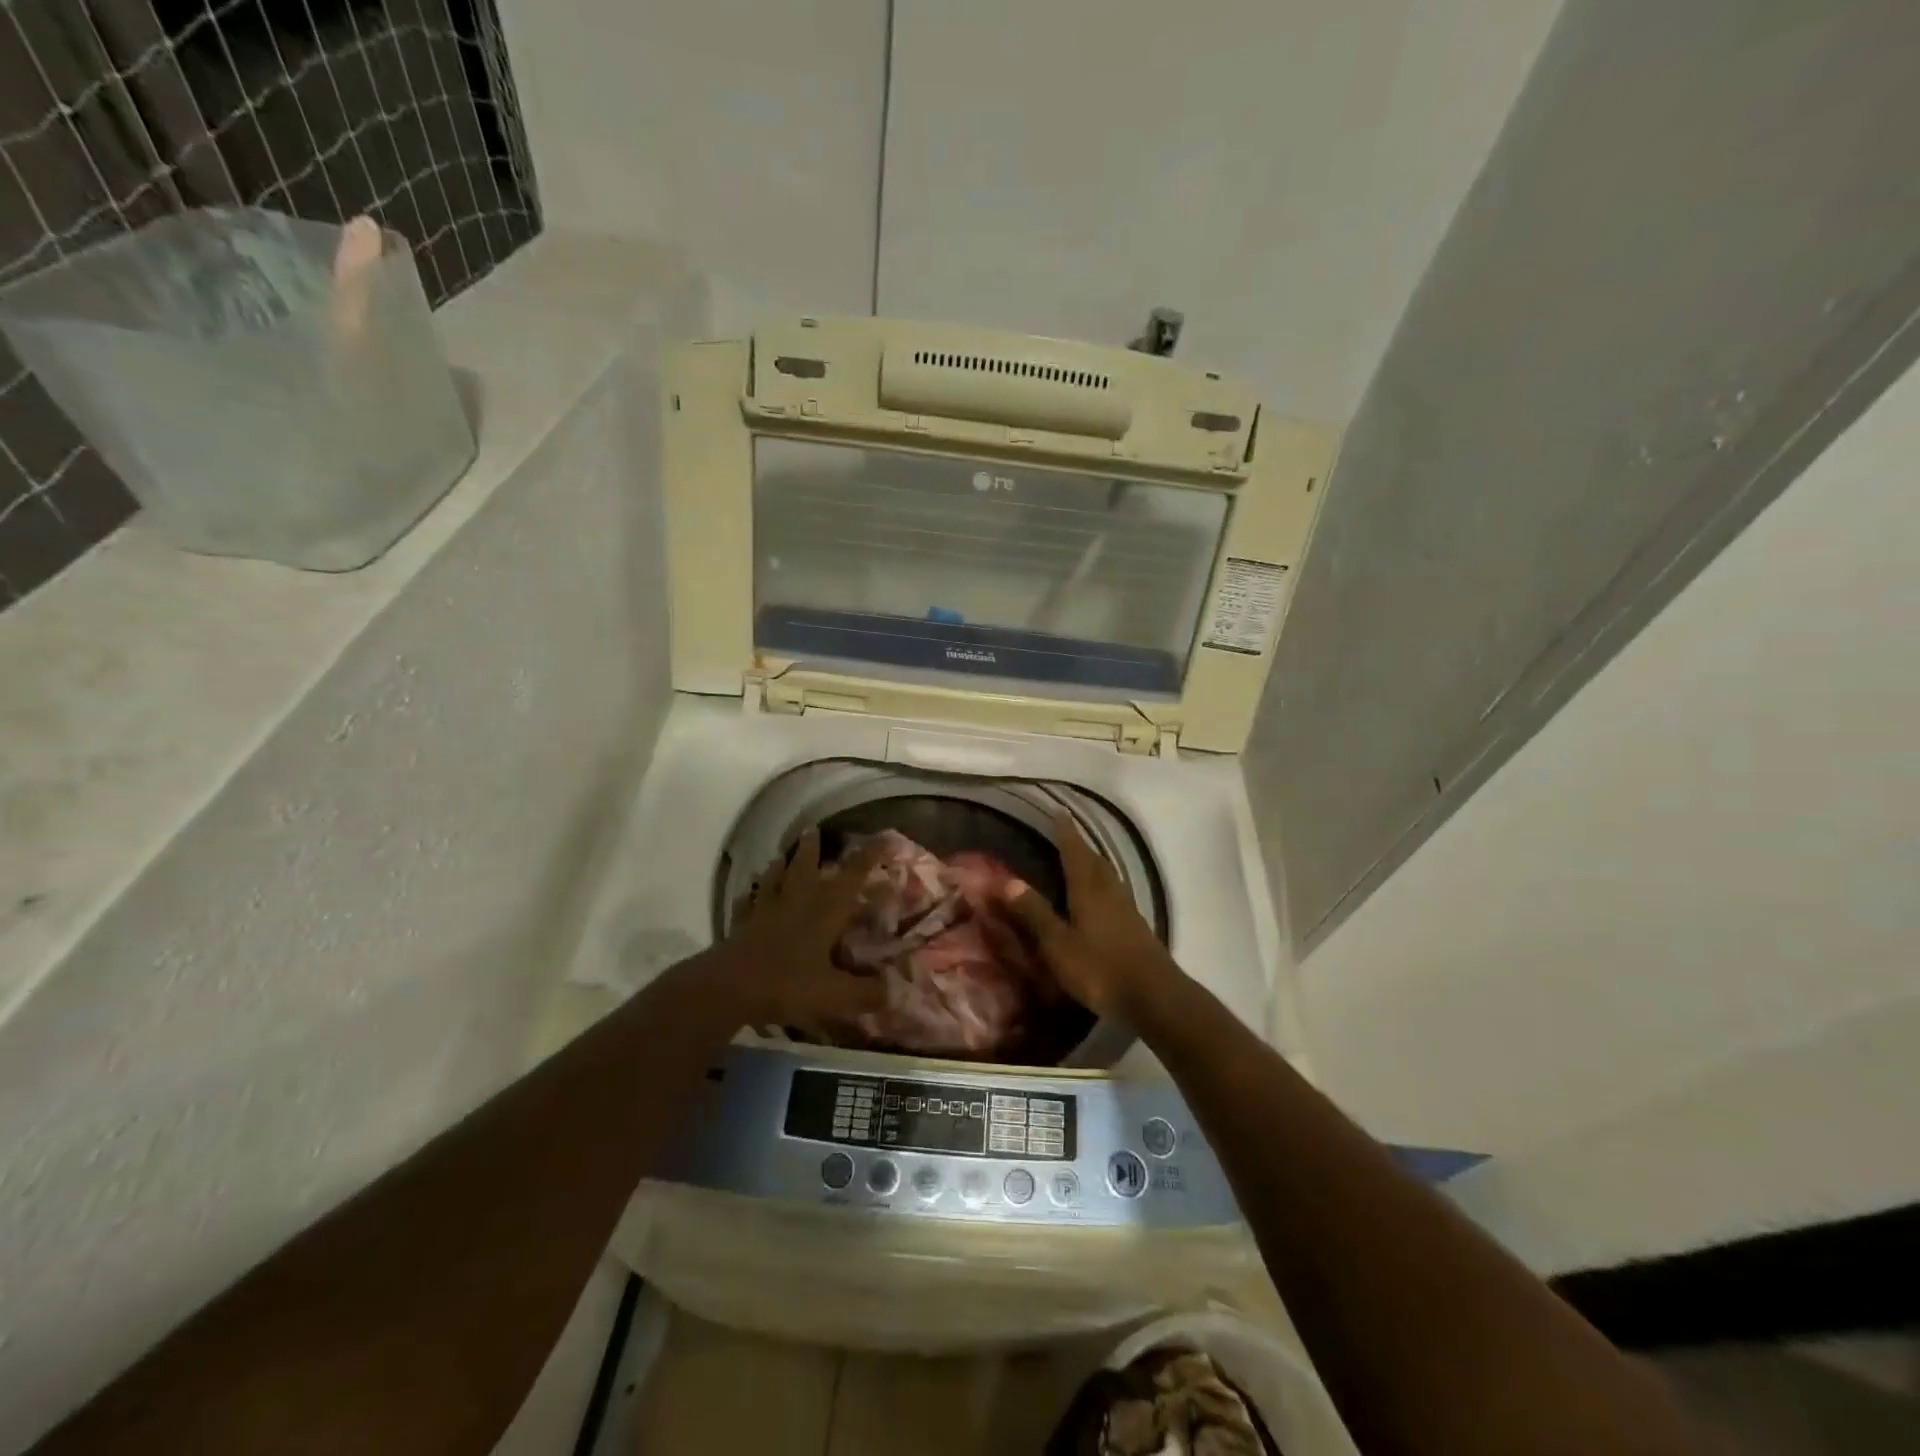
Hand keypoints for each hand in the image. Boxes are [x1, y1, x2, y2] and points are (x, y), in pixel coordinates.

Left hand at [703, 828, 886, 1032]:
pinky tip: (747, 895)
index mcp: (824, 911)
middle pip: (804, 867)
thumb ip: (866, 994)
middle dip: (811, 848)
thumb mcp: (835, 995)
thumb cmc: (787, 984)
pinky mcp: (741, 925)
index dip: (869, 856)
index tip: (883, 837)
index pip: (852, 876)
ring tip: (780, 856)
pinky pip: (746, 904)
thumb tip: (896, 992)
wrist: (729, 988)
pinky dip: (748, 896)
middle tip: (813, 830)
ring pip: (773, 879)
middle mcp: (796, 902)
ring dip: (779, 866)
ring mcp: (764, 911)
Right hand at [1002, 812, 1182, 1018]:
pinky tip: (1102, 898)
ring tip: (1083, 861)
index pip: (1075, 853)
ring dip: (1095, 865)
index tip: (1059, 813)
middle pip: (1095, 861)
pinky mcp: (1137, 928)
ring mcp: (1127, 910)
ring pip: (1109, 877)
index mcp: (1089, 891)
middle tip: (1067, 835)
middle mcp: (1110, 893)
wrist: (1155, 997)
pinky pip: (1117, 894)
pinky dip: (1105, 886)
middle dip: (1080, 846)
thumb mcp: (1058, 944)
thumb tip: (1008, 880)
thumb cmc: (1100, 968)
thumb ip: (1035, 913)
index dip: (1066, 833)